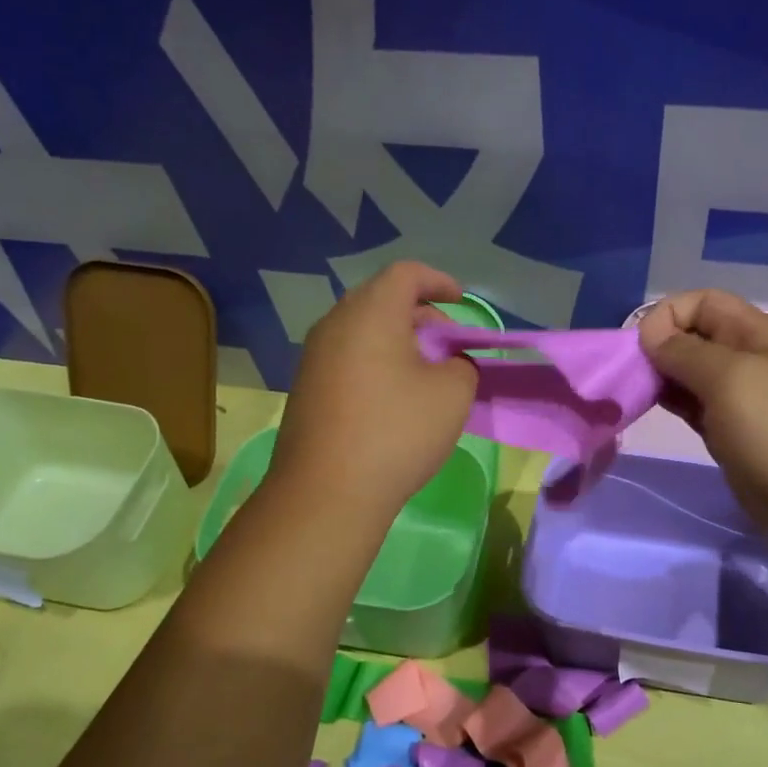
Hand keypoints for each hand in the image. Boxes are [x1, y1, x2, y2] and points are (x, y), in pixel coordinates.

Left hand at [269, 262, 477, 525]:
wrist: (326, 493)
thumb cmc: (397, 432)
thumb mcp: (453, 393)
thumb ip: (461, 364)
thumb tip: (447, 363)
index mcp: (371, 312)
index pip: (406, 273)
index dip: (438, 281)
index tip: (460, 301)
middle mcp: (335, 324)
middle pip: (381, 298)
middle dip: (420, 312)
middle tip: (447, 341)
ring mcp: (314, 356)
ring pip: (362, 328)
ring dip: (397, 338)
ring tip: (424, 370)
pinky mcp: (306, 387)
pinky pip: (347, 355)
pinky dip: (375, 360)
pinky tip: (393, 395)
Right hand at [638, 290, 767, 542]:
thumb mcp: (730, 379)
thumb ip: (685, 351)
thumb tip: (649, 333)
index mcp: (759, 333)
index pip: (704, 302)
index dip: (669, 315)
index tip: (640, 346)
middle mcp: (750, 357)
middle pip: (695, 335)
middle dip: (660, 345)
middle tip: (630, 373)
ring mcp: (742, 396)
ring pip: (692, 372)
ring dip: (662, 375)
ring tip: (634, 392)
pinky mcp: (731, 430)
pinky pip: (695, 404)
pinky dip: (672, 401)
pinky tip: (651, 408)